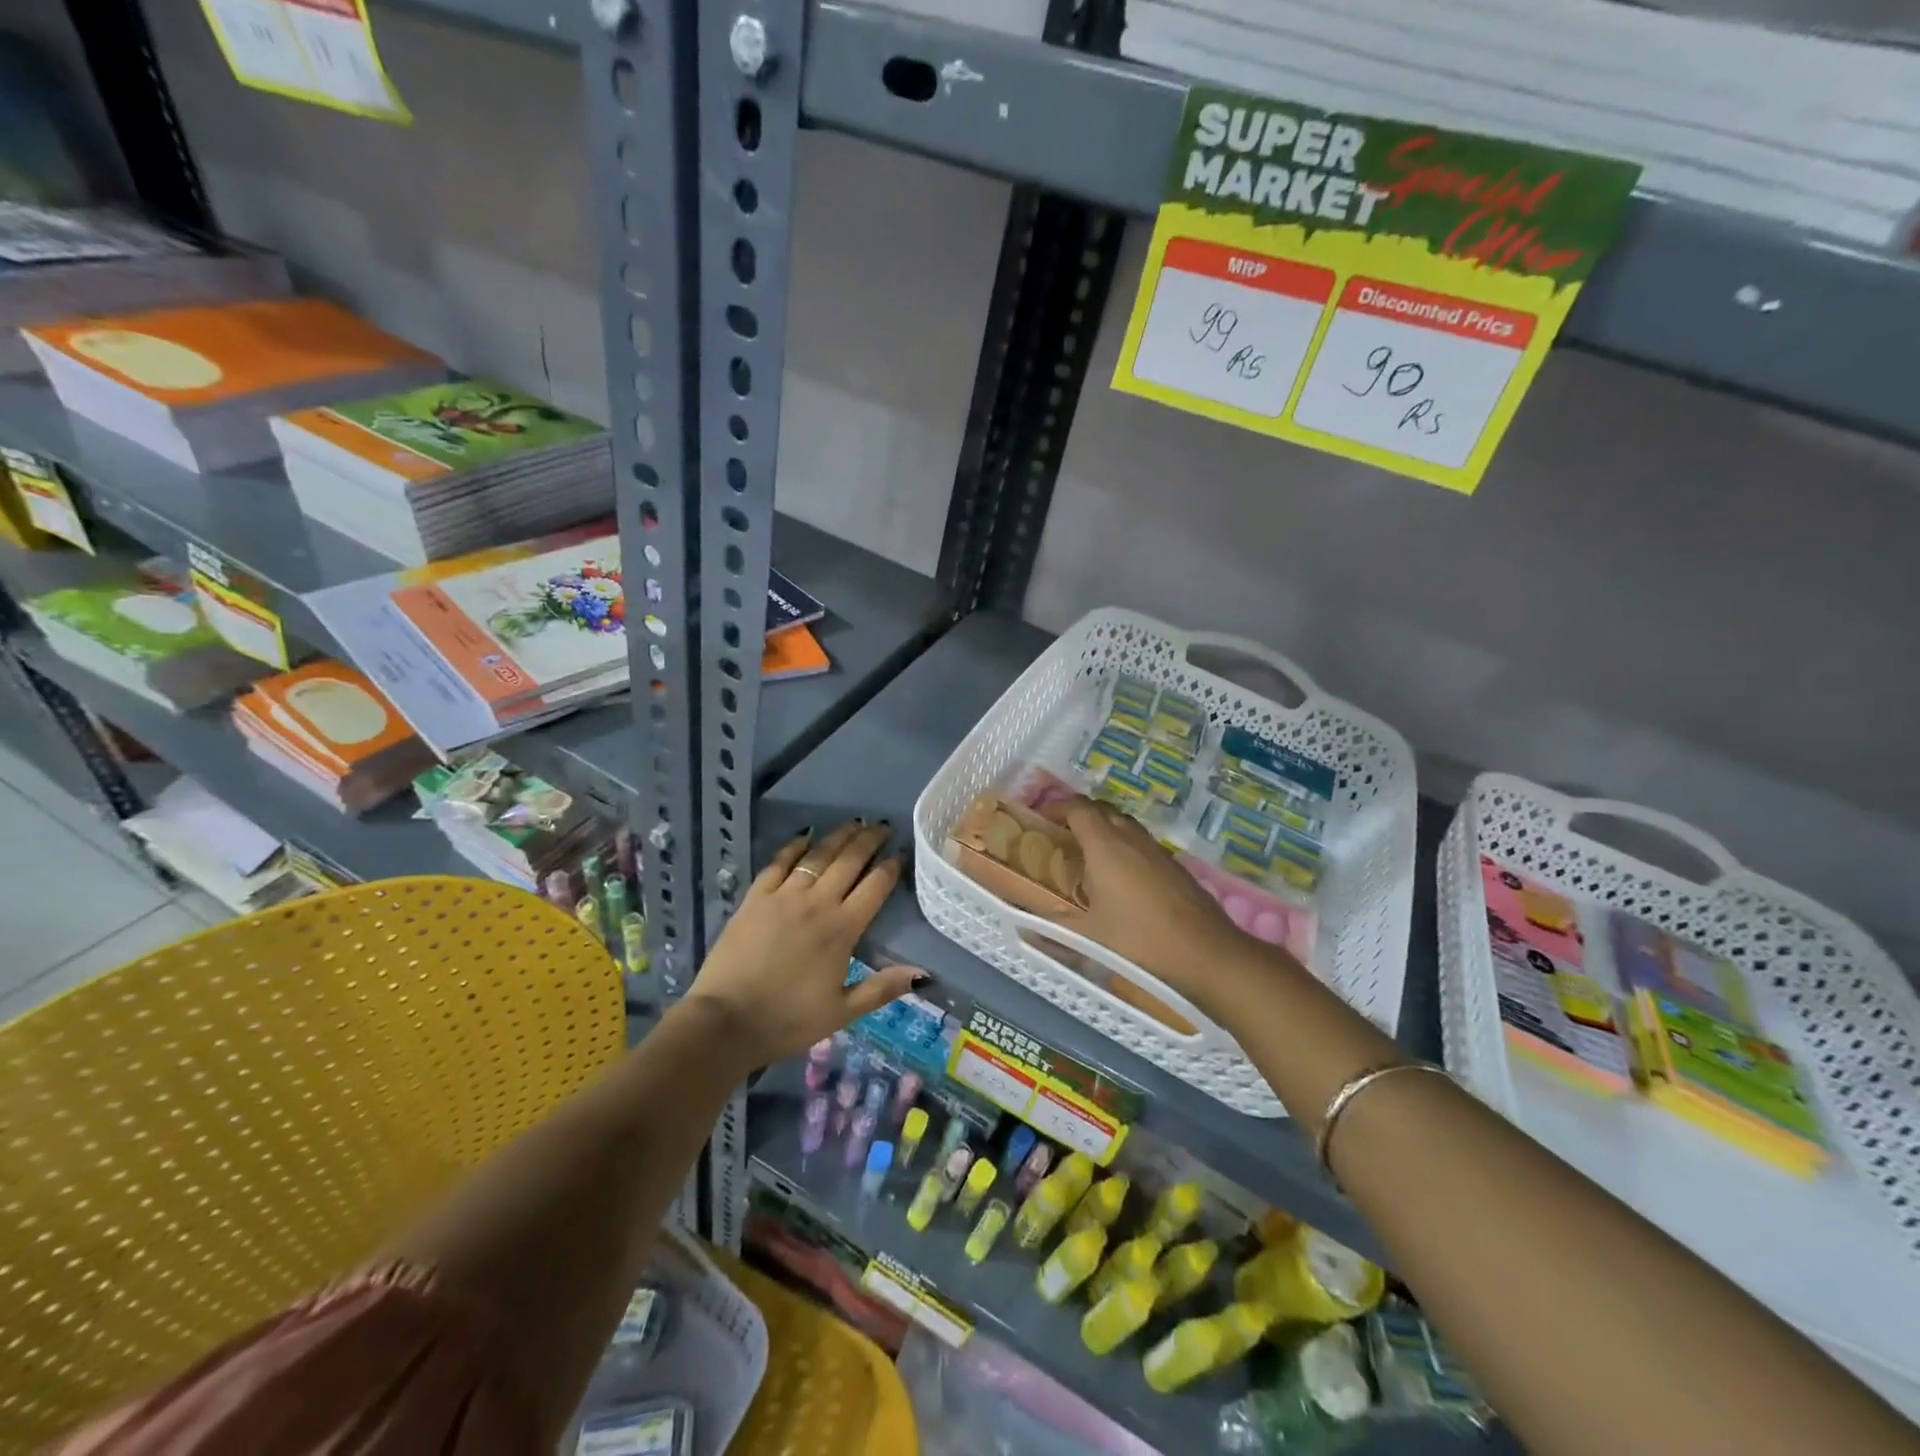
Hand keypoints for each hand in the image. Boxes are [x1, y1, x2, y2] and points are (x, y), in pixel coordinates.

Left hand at [681, 820, 923, 1067]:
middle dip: (869, 840)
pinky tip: (805, 836)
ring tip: (854, 823)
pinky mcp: (755, 897)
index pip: (875, 887)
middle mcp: (817, 903)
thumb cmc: (788, 1020)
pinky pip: (778, 863)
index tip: (900, 853)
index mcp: (842, 929)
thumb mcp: (842, 1012)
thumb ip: (882, 989)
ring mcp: (783, 896)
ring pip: (817, 856)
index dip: (891, 867)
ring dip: (838, 836)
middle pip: (849, 861)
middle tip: (882, 826)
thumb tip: (923, 973)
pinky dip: (794, 847)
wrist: (726, 1021)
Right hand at [1041, 796, 1255, 1017]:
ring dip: (1103, 829)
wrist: (1205, 952)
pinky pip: (1140, 843)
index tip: (1039, 817)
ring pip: (1124, 824)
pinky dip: (1123, 847)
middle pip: (1101, 809)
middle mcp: (1130, 837)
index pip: (1077, 808)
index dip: (1056, 806)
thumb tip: (1024, 928)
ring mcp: (1156, 849)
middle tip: (1060, 834)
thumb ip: (1053, 927)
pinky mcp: (1173, 865)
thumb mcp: (1088, 936)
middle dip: (1078, 814)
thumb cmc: (1139, 940)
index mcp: (1105, 845)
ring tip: (1086, 854)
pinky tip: (1119, 878)